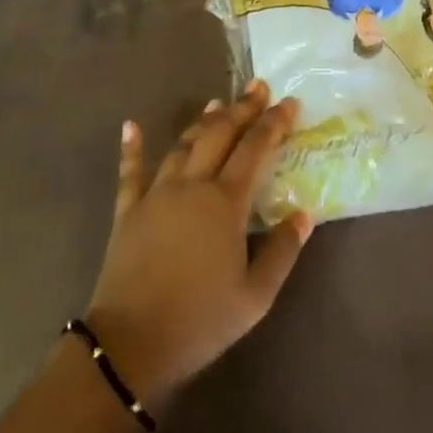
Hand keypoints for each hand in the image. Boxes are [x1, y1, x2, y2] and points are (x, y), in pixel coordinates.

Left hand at [86, 81, 312, 410]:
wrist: (131, 344)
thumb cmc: (200, 320)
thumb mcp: (256, 296)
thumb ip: (283, 251)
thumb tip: (304, 214)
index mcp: (225, 203)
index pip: (255, 149)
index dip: (274, 123)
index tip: (289, 103)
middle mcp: (192, 186)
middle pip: (219, 135)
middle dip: (242, 109)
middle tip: (258, 87)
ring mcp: (156, 195)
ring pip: (182, 146)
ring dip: (202, 122)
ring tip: (218, 104)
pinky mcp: (127, 212)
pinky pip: (130, 172)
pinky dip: (132, 147)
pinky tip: (130, 125)